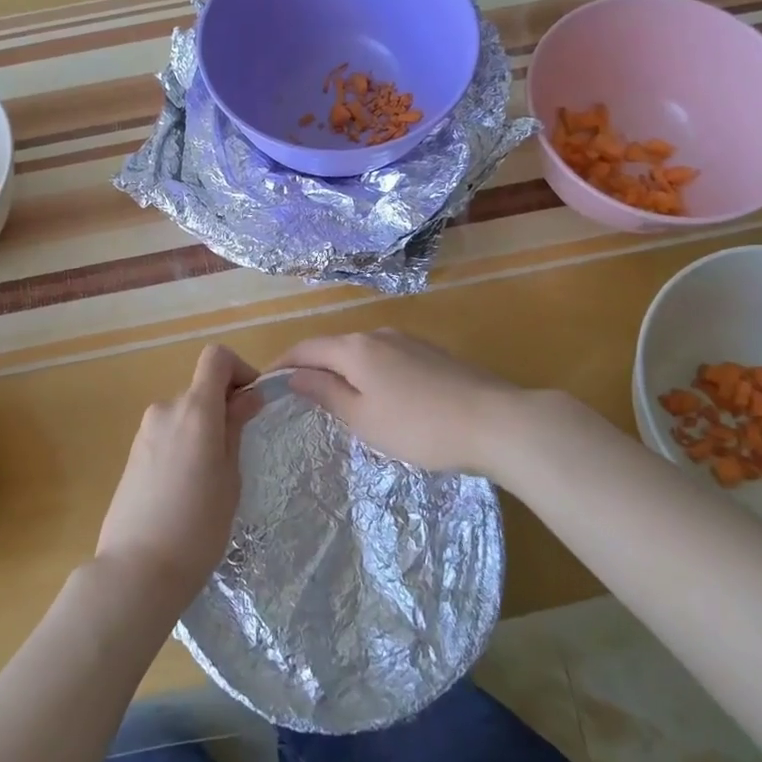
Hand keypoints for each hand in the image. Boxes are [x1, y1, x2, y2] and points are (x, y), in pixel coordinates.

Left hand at [95, 344, 258, 613]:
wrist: (137, 570)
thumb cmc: (198, 526)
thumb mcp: (230, 476)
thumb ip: (235, 427)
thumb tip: (249, 395)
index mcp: (194, 409)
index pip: (216, 357)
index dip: (240, 369)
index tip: (252, 402)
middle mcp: (165, 409)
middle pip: (201, 389)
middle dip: (224, 407)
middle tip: (239, 451)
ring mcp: (144, 431)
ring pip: (184, 413)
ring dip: (203, 428)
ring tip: (212, 478)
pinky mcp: (133, 453)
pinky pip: (167, 434)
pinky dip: (184, 444)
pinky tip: (187, 488)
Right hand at [271, 329, 568, 487]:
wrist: (496, 421)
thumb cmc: (419, 426)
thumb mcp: (363, 418)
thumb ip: (326, 393)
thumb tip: (294, 376)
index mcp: (355, 348)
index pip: (306, 348)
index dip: (283, 363)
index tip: (265, 383)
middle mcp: (378, 334)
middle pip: (334, 347)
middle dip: (312, 367)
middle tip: (298, 396)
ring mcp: (409, 341)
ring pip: (362, 352)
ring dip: (342, 370)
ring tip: (336, 399)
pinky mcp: (432, 354)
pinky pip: (386, 358)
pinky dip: (370, 373)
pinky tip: (379, 396)